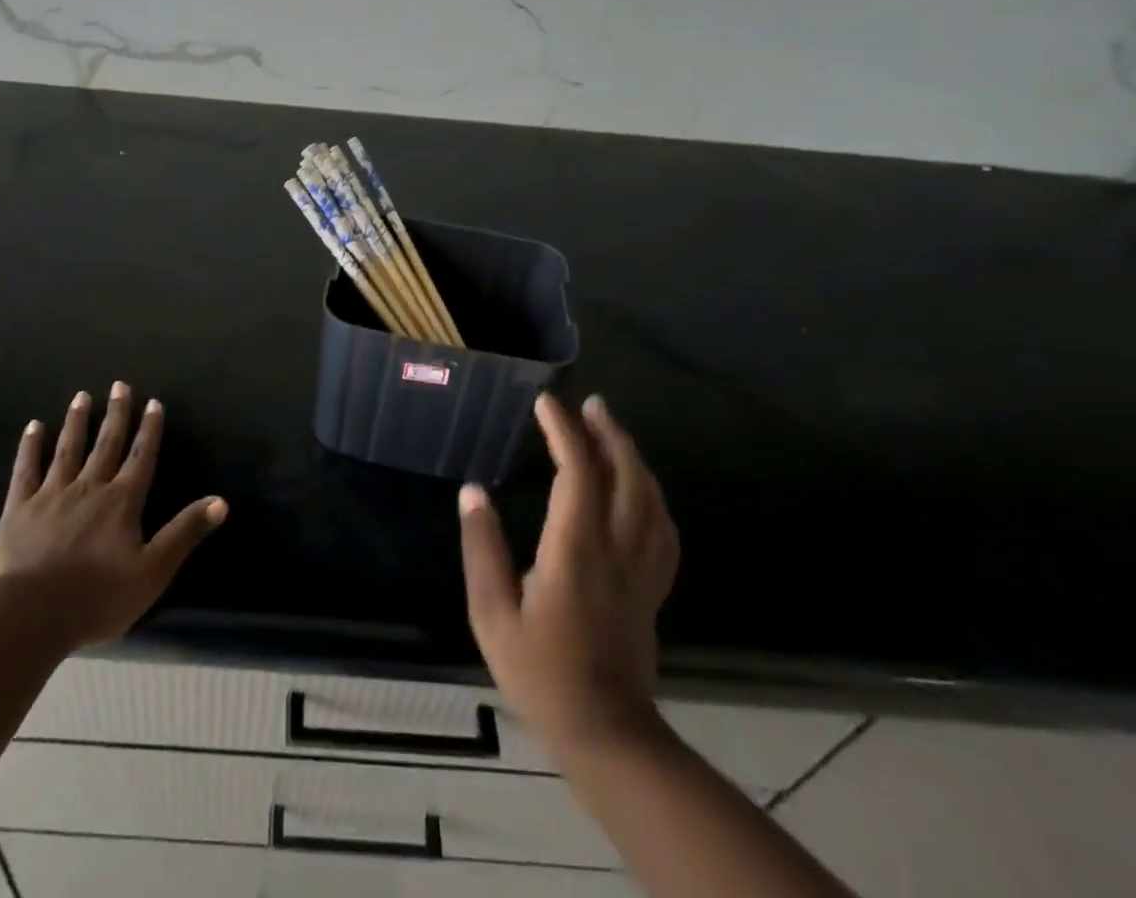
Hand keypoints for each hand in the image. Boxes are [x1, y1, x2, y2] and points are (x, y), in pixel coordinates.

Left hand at [0, 382, 226, 648]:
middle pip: (106, 443)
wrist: (31, 615)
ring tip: (82, 396)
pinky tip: (34, 426)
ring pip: (68, 449)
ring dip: (77, 422)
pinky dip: (31, 446)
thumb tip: (221, 501)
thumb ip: (185, 533)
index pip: (140, 457)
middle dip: (116, 414)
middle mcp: (90, 487)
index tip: (153, 402)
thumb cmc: (98, 597)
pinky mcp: (19, 508)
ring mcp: (52, 494)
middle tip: (119, 385)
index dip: (149, 430)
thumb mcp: (153, 571)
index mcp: (122, 501)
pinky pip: (27, 469)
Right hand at [458, 392, 679, 758]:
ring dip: (632, 456)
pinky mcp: (653, 587)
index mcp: (575, 550)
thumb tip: (472, 491)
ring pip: (650, 497)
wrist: (604, 732)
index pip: (577, 473)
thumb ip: (481, 548)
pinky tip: (640, 486)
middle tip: (590, 404)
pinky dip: (652, 494)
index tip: (545, 404)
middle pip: (625, 475)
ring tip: (611, 430)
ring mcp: (642, 569)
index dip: (564, 431)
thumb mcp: (491, 613)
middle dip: (608, 433)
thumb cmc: (539, 671)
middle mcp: (616, 550)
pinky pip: (662, 528)